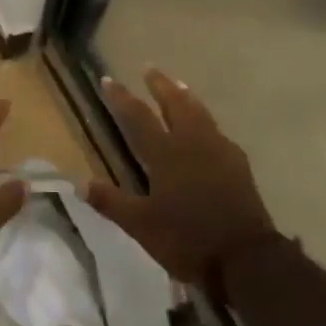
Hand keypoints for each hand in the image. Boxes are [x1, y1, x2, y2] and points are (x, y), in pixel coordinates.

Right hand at [84, 69, 276, 287]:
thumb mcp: (142, 226)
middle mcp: (192, 143)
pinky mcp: (237, 163)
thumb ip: (112, 202)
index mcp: (166, 154)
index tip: (108, 80)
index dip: (122, 98)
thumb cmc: (188, 239)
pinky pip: (216, 130)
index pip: (138, 117)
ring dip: (185, 96)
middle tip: (150, 68)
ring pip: (199, 113)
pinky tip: (207, 127)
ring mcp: (219, 150)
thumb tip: (80, 184)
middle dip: (160, 85)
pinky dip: (205, 119)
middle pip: (175, 104)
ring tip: (178, 84)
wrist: (246, 257)